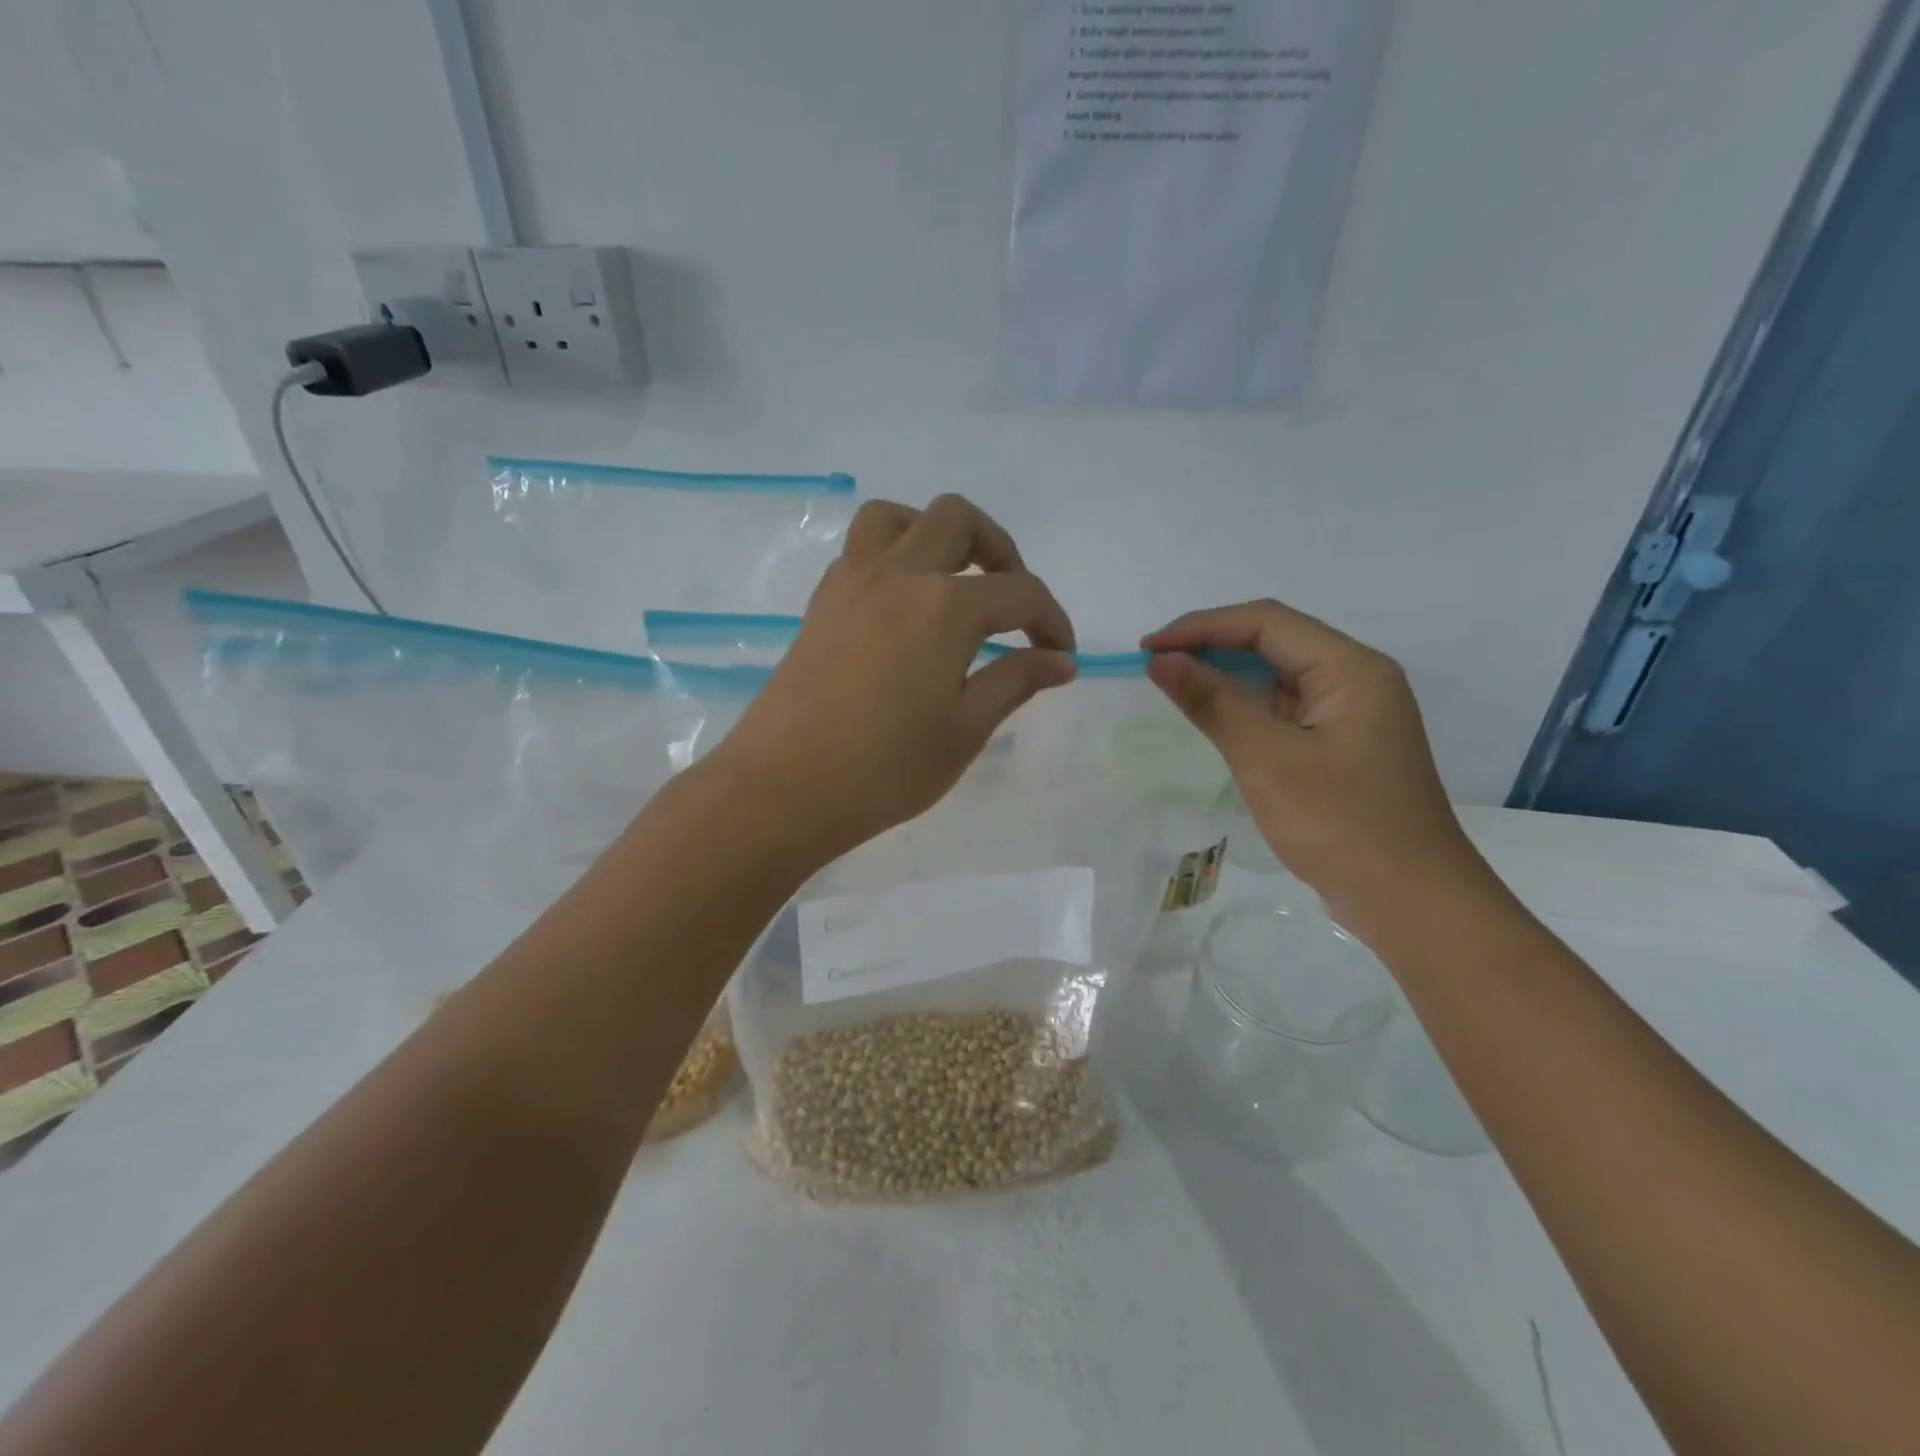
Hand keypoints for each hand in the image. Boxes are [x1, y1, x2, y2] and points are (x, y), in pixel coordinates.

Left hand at [716, 495, 1076, 862]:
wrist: (784, 787)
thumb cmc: (885, 768)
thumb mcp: (964, 730)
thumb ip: (1015, 682)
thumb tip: (1061, 662)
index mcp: (945, 607)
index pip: (1020, 592)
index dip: (1051, 620)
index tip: (1062, 655)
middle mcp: (899, 575)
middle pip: (958, 520)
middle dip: (1000, 551)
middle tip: (1011, 604)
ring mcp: (851, 582)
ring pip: (898, 518)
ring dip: (937, 536)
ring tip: (953, 584)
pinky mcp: (821, 602)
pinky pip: (862, 549)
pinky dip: (895, 557)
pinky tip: (905, 609)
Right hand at [1143, 601, 1493, 931]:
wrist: (1411, 903)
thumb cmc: (1340, 825)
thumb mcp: (1267, 759)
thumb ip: (1213, 702)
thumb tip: (1161, 661)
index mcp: (1350, 668)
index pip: (1266, 622)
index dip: (1201, 627)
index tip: (1148, 649)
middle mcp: (1357, 679)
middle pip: (1275, 641)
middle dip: (1212, 646)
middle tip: (1156, 665)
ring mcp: (1353, 714)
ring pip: (1280, 676)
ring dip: (1228, 677)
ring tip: (1176, 687)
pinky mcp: (1343, 745)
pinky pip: (1287, 709)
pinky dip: (1247, 708)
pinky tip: (1216, 721)